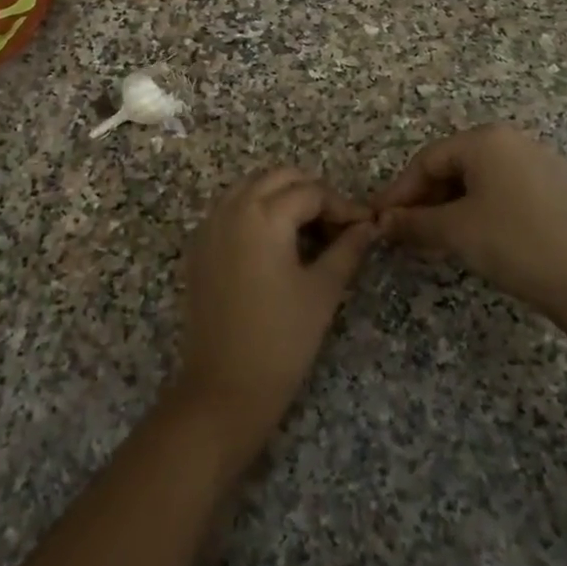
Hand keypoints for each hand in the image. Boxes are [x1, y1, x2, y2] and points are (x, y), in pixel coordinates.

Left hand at [171, 168, 376, 463]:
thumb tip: (368, 226)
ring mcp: (209, 225)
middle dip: (311, 192)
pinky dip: (255, 211)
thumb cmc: (281, 340)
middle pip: (278, 177)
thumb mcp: (322, 291)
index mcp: (264, 215)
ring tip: (309, 230)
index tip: (364, 227)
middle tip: (337, 225)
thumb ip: (347, 249)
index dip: (342, 206)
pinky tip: (275, 242)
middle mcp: (232, 208)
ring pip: (251, 187)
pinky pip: (230, 209)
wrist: (223, 388)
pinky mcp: (198, 247)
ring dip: (281, 197)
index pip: (311, 192)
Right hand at [373, 124, 566, 324]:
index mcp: (485, 139)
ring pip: (475, 181)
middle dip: (423, 200)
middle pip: (451, 167)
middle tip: (402, 232)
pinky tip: (466, 238)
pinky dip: (475, 211)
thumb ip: (413, 222)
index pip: (426, 160)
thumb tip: (382, 223)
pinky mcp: (551, 189)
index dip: (399, 191)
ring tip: (429, 240)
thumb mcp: (454, 231)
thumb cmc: (513, 242)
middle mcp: (510, 141)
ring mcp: (535, 164)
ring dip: (446, 209)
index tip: (379, 220)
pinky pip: (499, 192)